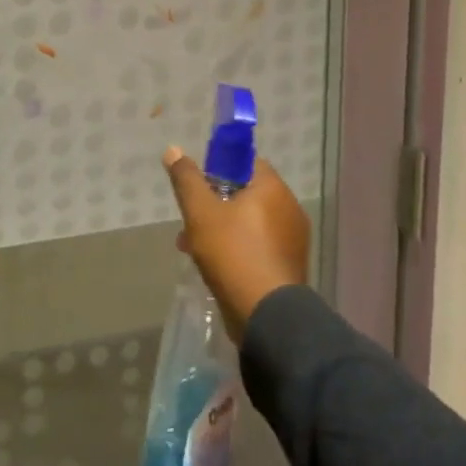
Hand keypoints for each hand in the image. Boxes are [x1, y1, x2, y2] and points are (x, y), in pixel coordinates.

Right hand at [164, 149, 310, 340]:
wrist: (267, 316)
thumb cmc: (233, 253)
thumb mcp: (200, 211)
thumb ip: (187, 179)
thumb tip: (174, 149)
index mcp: (273, 189)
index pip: (246, 162)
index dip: (218, 168)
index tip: (197, 186)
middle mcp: (289, 209)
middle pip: (244, 194)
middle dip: (213, 204)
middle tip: (190, 221)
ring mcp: (292, 240)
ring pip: (249, 222)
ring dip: (221, 229)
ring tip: (193, 248)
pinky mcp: (288, 266)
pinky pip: (258, 246)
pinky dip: (237, 249)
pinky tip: (214, 266)